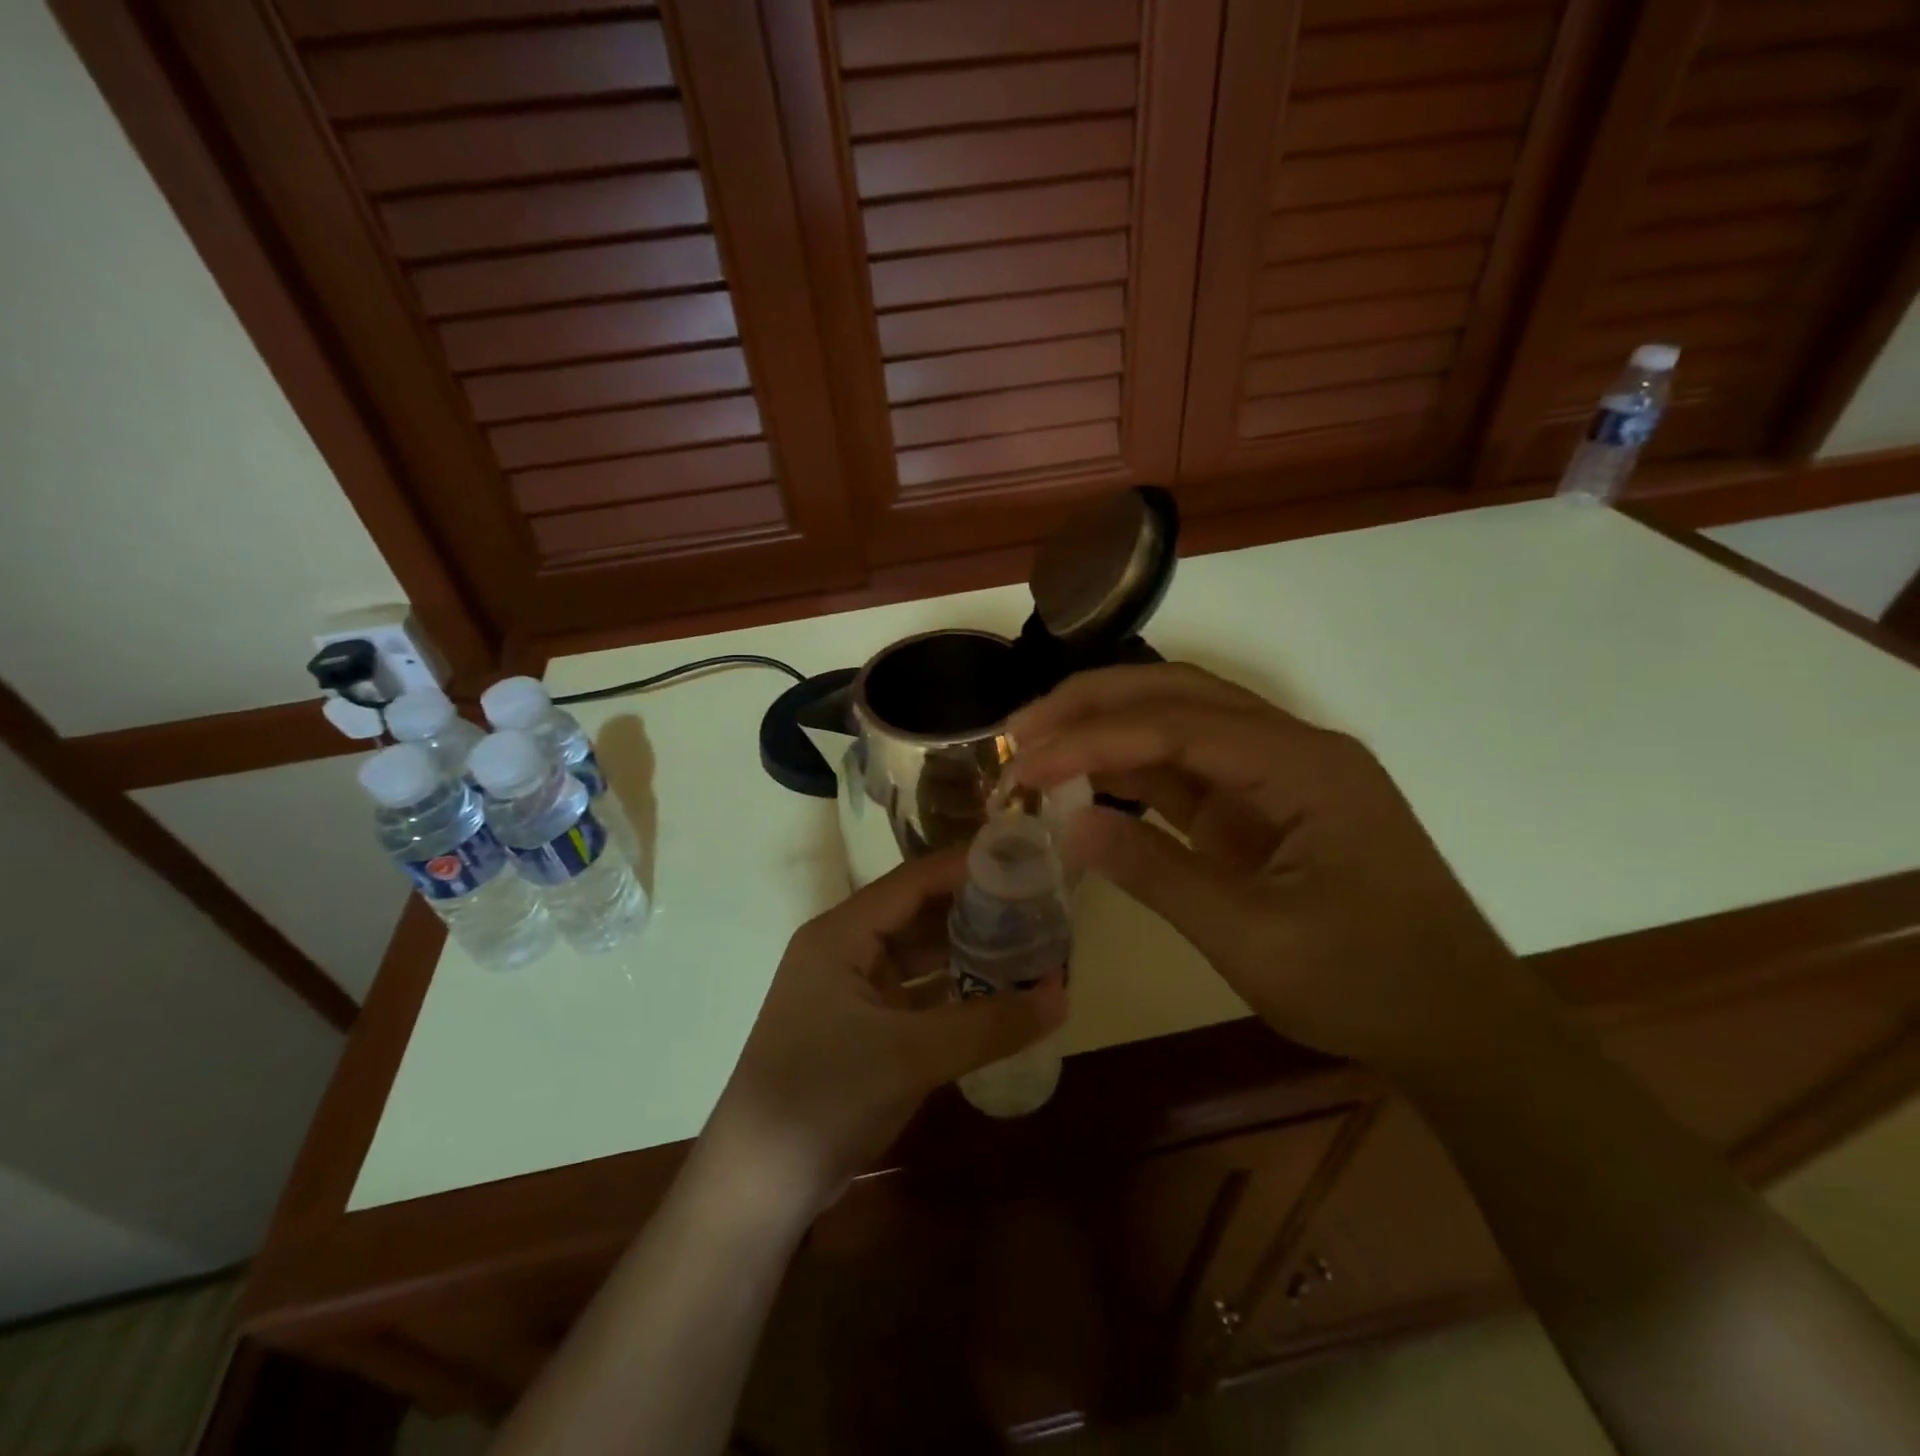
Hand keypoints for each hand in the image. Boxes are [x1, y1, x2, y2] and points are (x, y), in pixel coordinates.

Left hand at [700, 851, 1065, 1217]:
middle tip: (1037, 907)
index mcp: (840, 934)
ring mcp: (850, 990)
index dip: (968, 869)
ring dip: (966, 952)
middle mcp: (843, 949)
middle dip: (974, 910)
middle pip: (918, 913)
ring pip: (918, 955)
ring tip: (1027, 944)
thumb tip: (1063, 995)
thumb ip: (989, 1024)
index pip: (914, 882)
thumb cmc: (825, 1098)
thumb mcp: (911, 1056)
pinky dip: (952, 991)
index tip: (1024, 863)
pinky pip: (915, 993)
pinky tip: (996, 994)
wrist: (757, 1186)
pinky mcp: (860, 1027)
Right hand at [1009, 663, 1514, 1071]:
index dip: (1092, 738)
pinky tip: (1085, 782)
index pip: (1176, 725)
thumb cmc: (1368, 985)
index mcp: (1302, 766)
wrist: (1458, 1026)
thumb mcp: (1254, 940)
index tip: (1025, 764)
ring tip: (1037, 746)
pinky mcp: (1262, 808)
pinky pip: (1187, 771)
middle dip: (1093, 704)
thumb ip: (1158, 875)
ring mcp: (1278, 776)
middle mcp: (1291, 749)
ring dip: (1107, 730)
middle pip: (1178, 695)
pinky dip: (1132, 772)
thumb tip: (1070, 827)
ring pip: (1179, 723)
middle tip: (1020, 729)